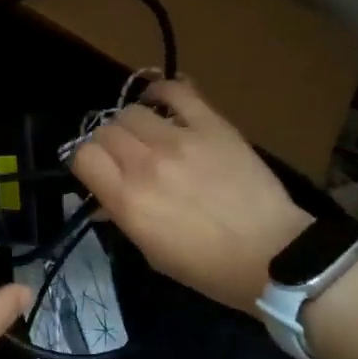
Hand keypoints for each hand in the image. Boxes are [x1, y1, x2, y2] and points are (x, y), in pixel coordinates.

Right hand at [69, 79, 310, 311]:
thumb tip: (102, 200)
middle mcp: (146, 164)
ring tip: (148, 136)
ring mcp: (179, 139)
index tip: (99, 171)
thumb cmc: (209, 268)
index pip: (83, 156)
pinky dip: (162, 92)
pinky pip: (176, 91)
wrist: (274, 255)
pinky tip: (161, 103)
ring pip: (132, 111)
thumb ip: (122, 220)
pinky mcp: (210, 124)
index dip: (86, 161)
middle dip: (108, 144)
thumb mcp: (154, 254)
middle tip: (126, 158)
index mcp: (128, 200)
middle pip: (105, 130)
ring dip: (133, 124)